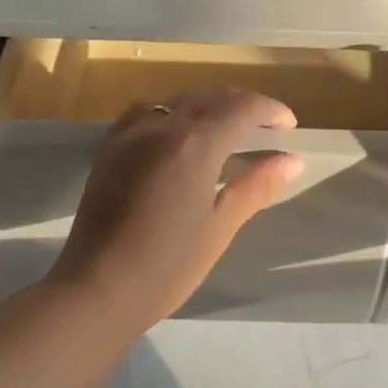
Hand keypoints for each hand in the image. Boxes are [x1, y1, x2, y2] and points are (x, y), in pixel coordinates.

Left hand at [49, 89, 301, 332]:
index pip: (242, 108)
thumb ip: (256, 186)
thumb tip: (292, 160)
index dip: (270, 110)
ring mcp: (131, 134)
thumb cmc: (166, 267)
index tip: (288, 125)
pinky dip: (168, 112)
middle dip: (242, 105)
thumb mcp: (219, 227)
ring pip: (177, 100)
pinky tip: (174, 134)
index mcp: (195, 145)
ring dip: (206, 104)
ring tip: (222, 127)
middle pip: (210, 97)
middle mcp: (162, 127)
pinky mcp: (109, 147)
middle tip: (264, 127)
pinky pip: (144, 111)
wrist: (96, 290)